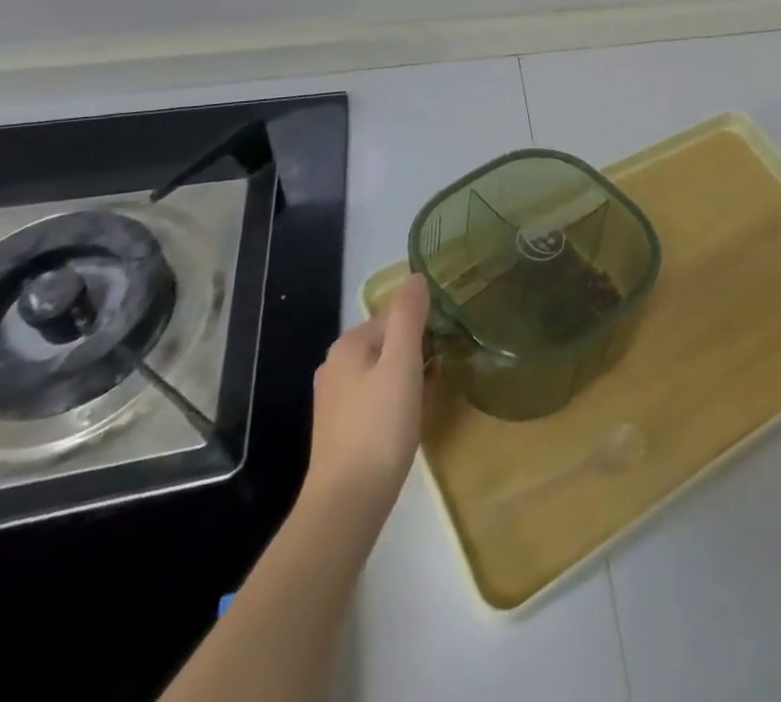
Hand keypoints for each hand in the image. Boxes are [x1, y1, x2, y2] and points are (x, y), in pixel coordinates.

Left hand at [304, 273, 429, 508]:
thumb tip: (416, 276)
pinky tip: (410, 416)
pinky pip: (375, 396)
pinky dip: (395, 398)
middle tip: (442, 368)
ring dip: (408, 375)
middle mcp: (335, 366)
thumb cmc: (379, 426)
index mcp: (348, 345)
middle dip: (416, 350)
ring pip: (382, 370)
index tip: (446, 345)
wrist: (347, 503)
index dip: (423, 327)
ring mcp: (335, 399)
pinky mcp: (340, 428)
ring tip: (432, 391)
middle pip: (388, 342)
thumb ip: (409, 316)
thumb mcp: (402, 363)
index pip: (394, 316)